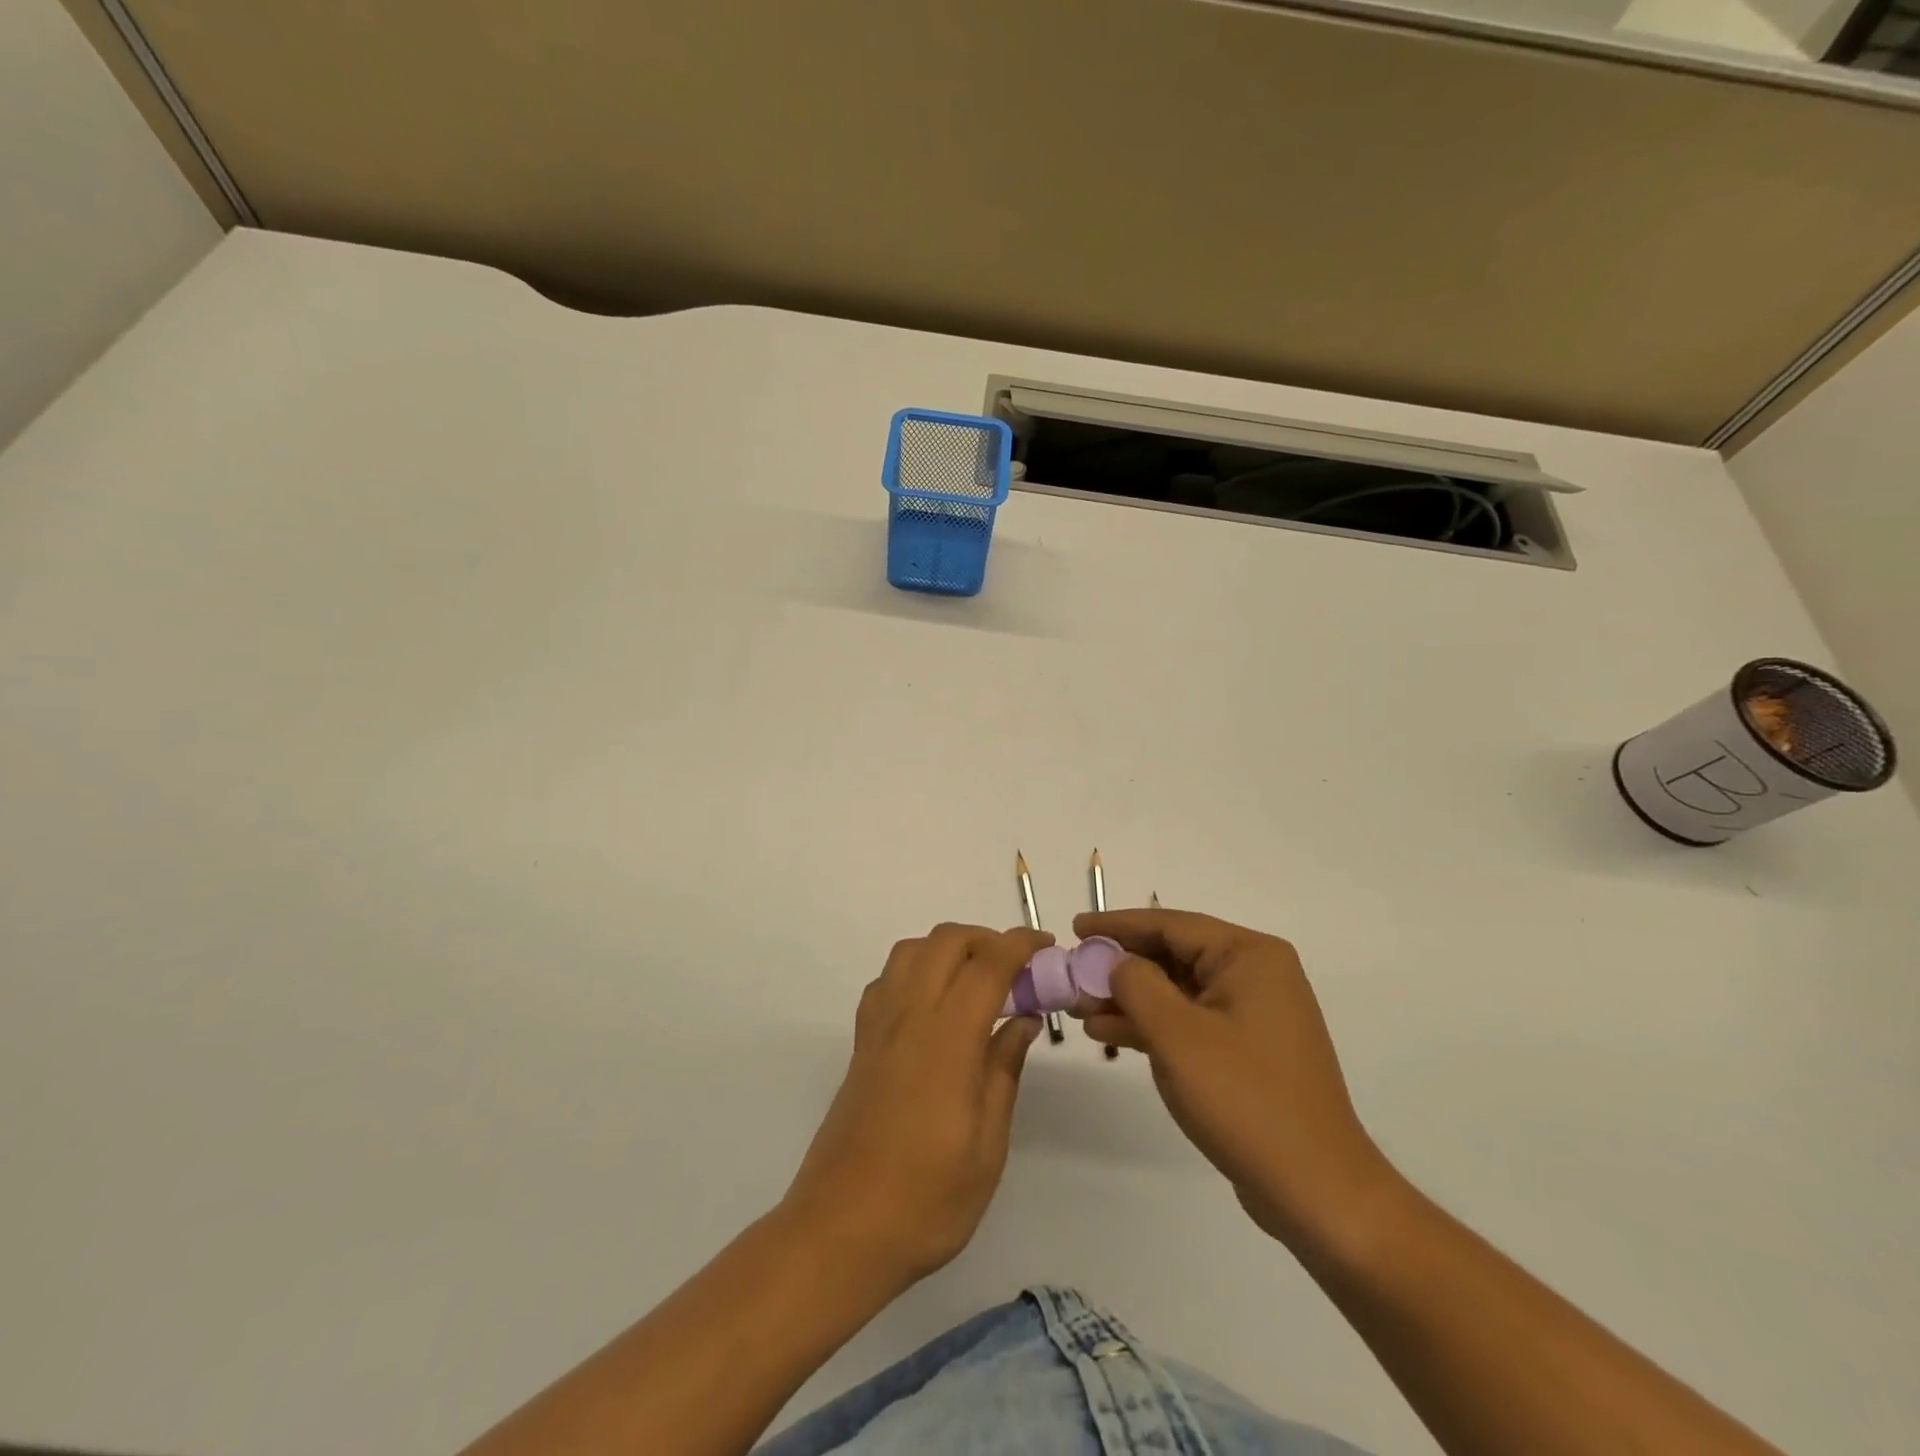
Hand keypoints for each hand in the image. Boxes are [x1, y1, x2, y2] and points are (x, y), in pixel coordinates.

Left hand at [782, 923, 1050, 1288]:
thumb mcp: (987, 1146)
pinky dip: (916, 969)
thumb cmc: (926, 1200)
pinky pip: (887, 980)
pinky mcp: (861, 1044)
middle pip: (944, 941)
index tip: (1046, 946)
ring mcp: (878, 1028)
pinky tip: (934, 1005)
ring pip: (910, 951)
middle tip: (1017, 968)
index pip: (987, 965)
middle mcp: (908, 1018)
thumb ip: (1004, 1071)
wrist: (840, 1232)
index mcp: (947, 1041)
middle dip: (985, 938)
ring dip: (948, 948)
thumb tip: (1023, 1019)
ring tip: (978, 981)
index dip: (1019, 944)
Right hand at [1072, 908, 1397, 1251]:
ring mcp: (1254, 1013)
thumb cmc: (1244, 1098)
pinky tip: (1110, 1034)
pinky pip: (1190, 1020)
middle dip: (1120, 966)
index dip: (1117, 925)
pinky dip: (1152, 1024)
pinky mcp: (1247, 1049)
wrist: (1316, 1190)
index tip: (1075, 928)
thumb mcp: (1177, 1034)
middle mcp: (1256, 974)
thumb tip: (1115, 962)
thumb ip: (1136, 984)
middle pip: (1173, 955)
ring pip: (1178, 990)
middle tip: (1073, 974)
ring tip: (1080, 1009)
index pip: (1170, 924)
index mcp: (1248, 956)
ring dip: (1130, 998)